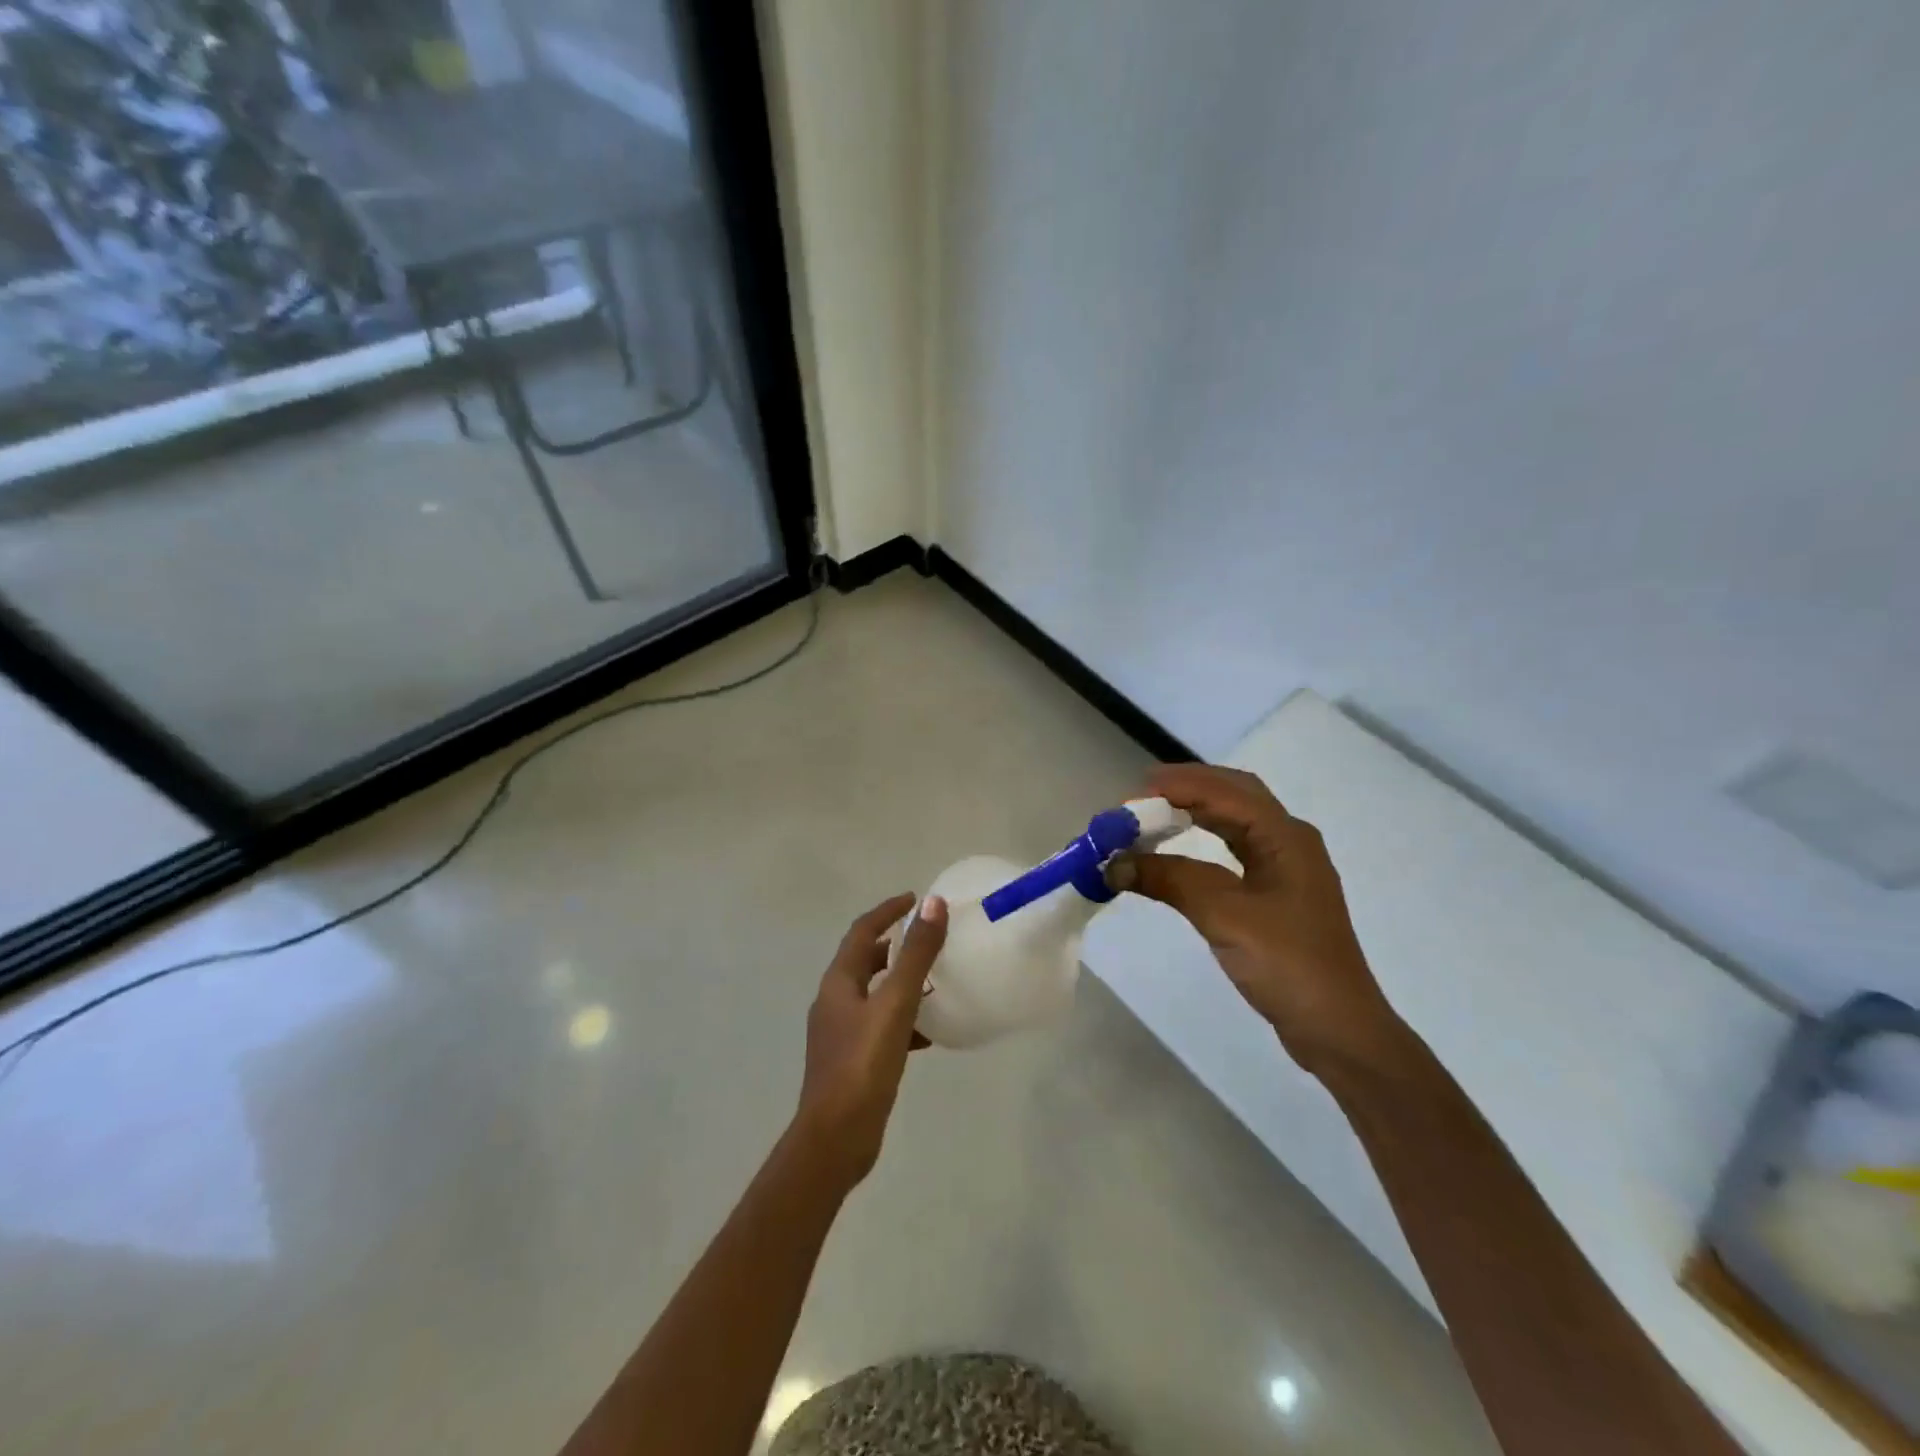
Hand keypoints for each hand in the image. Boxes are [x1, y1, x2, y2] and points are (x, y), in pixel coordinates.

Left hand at [790, 893, 947, 1189]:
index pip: (862, 931)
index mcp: (838, 983)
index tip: (915, 898)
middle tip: (927, 939)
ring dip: (901, 983)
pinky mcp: (852, 1062)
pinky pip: (881, 1027)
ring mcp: (840, 1034)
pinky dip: (903, 1020)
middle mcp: (834, 1002)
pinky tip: (929, 1035)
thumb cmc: (863, 1064)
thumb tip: (933, 904)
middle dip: (894, 946)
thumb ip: (916, 955)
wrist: (835, 1139)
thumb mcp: (895, 1004)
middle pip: (864, 962)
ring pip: (874, 995)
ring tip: (936, 982)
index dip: (887, 911)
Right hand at [1111, 764, 1406, 1078]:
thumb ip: (1170, 880)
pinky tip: (1178, 849)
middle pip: (1232, 795)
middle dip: (1184, 789)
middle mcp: (1288, 840)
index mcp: (1286, 836)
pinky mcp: (1276, 892)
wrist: (1337, 1030)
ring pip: (1233, 820)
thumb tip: (1114, 863)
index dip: (1175, 786)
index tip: (1129, 799)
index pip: (1224, 791)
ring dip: (1192, 812)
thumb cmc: (1288, 965)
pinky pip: (1233, 848)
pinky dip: (1200, 840)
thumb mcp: (1225, 917)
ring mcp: (1285, 866)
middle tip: (1138, 800)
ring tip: (1150, 818)